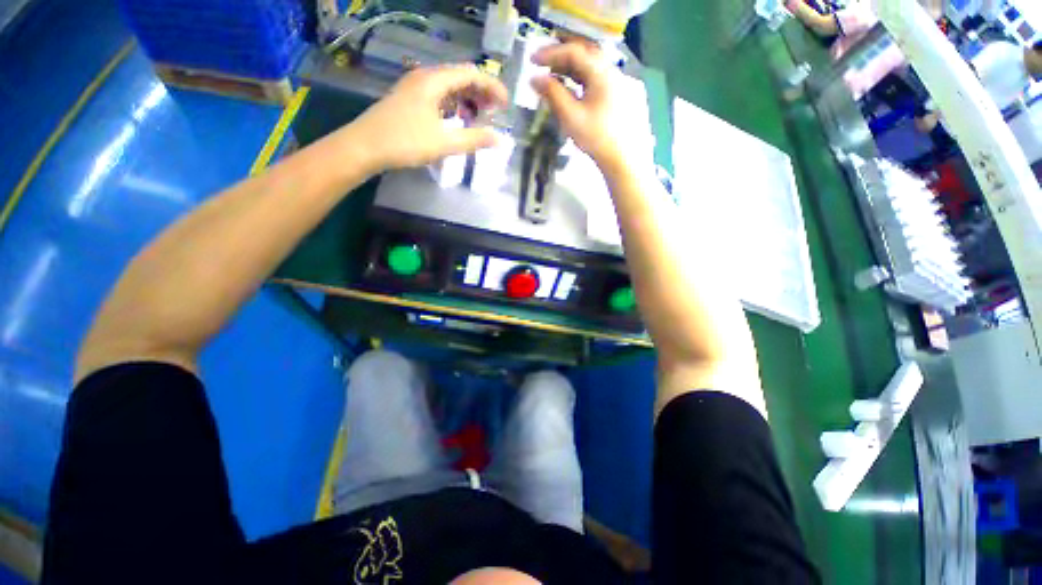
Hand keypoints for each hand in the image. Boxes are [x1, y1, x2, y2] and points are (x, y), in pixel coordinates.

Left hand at [350, 64, 508, 171]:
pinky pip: (438, 97)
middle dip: (481, 93)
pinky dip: (454, 106)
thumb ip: (473, 139)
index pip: (471, 74)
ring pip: (448, 88)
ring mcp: (414, 89)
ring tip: (481, 117)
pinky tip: (458, 120)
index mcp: (433, 80)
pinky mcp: (409, 101)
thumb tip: (499, 139)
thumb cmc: (405, 141)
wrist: (364, 147)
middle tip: (496, 112)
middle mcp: (424, 78)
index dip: (492, 87)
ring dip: (467, 100)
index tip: (506, 105)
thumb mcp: (444, 143)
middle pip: (460, 78)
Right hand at [530, 42, 625, 169]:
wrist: (623, 159)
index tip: (532, 59)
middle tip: (543, 62)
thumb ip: (552, 94)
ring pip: (593, 66)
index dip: (551, 53)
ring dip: (572, 67)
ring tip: (555, 75)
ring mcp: (621, 82)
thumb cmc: (596, 138)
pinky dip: (583, 78)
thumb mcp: (571, 117)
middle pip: (586, 53)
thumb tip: (534, 79)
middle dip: (562, 55)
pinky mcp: (622, 95)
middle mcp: (613, 71)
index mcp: (602, 72)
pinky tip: (574, 88)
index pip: (574, 52)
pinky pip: (599, 78)